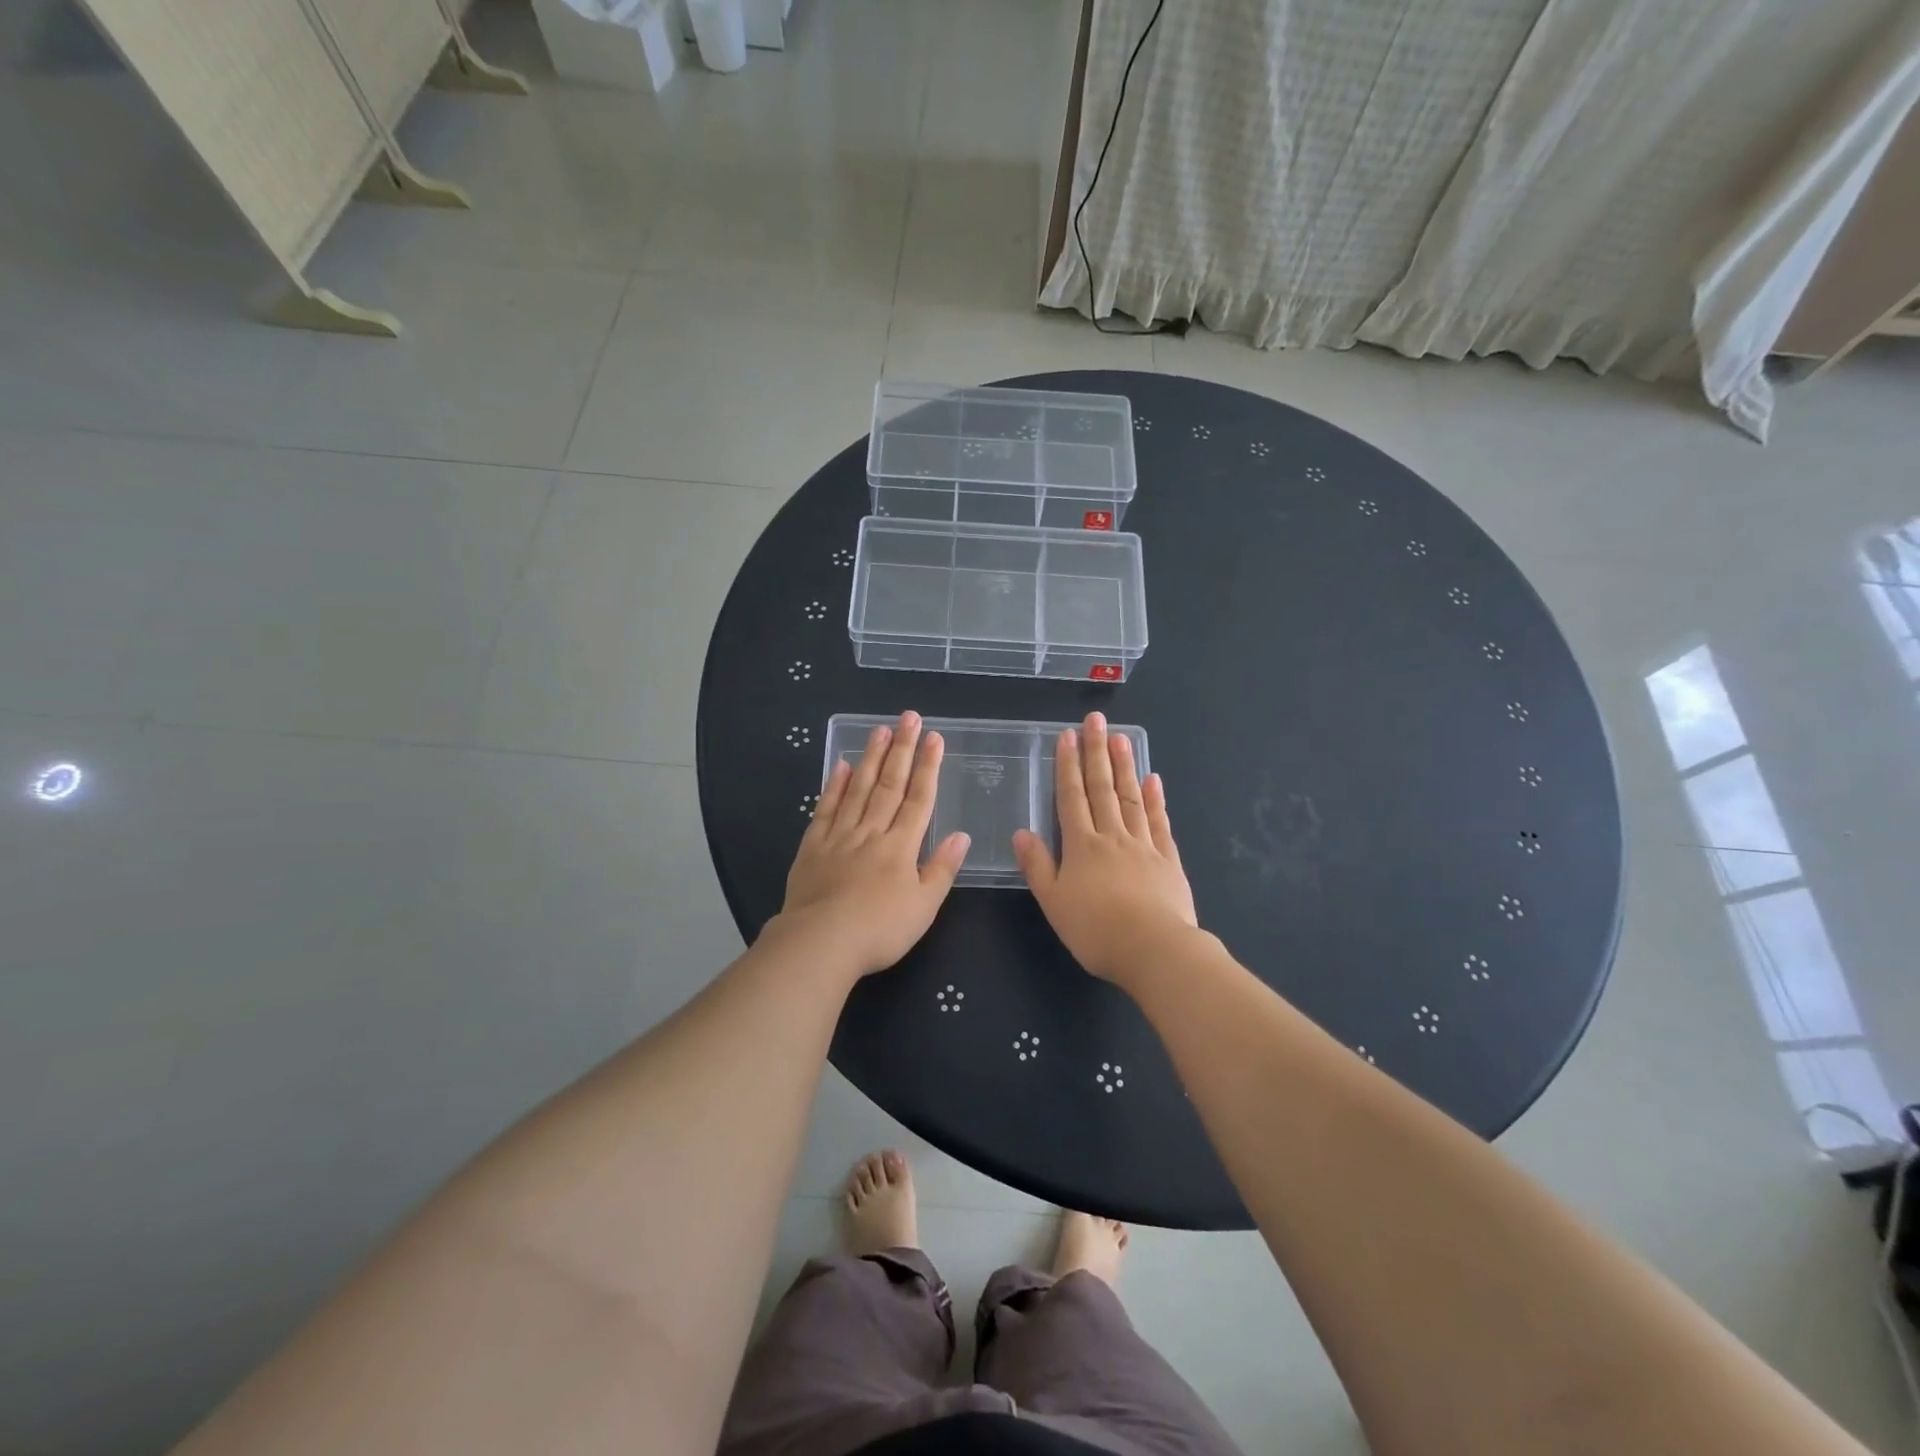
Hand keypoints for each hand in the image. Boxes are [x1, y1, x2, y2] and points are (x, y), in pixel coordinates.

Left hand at [775, 711, 969, 978]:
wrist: (820, 943)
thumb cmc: (880, 930)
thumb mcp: (924, 907)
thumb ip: (942, 869)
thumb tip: (962, 836)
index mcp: (901, 846)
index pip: (919, 799)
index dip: (928, 767)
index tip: (934, 737)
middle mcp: (872, 832)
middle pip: (890, 785)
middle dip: (902, 749)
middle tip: (908, 717)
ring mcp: (839, 836)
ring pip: (858, 789)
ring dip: (871, 758)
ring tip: (879, 729)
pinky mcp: (812, 847)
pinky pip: (826, 809)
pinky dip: (834, 786)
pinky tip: (841, 766)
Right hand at [1013, 712, 1197, 983]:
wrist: (1154, 950)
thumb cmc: (1096, 931)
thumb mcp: (1054, 903)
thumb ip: (1038, 866)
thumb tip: (1021, 832)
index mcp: (1082, 846)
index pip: (1072, 797)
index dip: (1067, 765)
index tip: (1067, 736)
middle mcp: (1112, 836)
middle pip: (1103, 788)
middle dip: (1097, 752)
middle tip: (1096, 720)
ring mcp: (1143, 845)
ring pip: (1131, 797)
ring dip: (1125, 766)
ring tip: (1121, 737)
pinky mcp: (1168, 859)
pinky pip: (1159, 822)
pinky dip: (1154, 799)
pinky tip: (1152, 780)